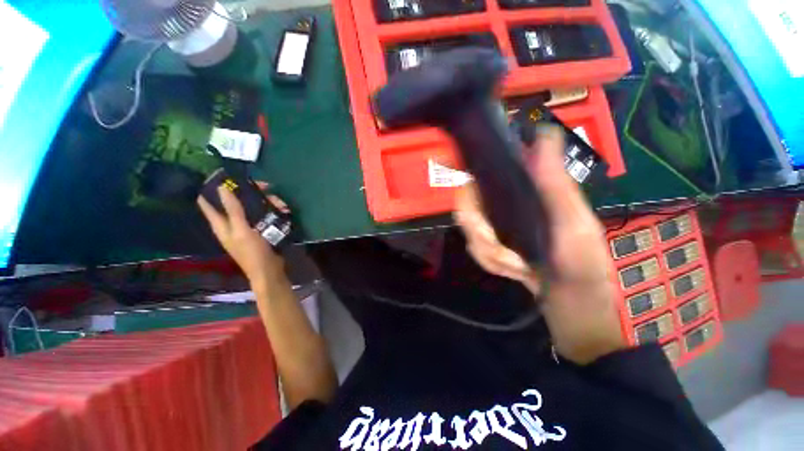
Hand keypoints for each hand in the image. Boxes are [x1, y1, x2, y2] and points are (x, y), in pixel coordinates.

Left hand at [197, 183, 290, 287]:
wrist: (269, 270)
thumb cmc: (252, 252)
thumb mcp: (242, 230)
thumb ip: (233, 210)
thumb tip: (222, 188)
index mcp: (221, 223)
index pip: (208, 201)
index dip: (212, 187)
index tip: (226, 175)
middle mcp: (232, 223)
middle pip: (237, 200)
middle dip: (250, 192)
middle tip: (267, 187)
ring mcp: (248, 226)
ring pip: (254, 206)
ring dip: (267, 202)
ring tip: (282, 204)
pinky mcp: (261, 230)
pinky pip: (265, 215)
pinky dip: (274, 211)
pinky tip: (285, 212)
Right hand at [455, 125, 623, 362]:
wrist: (571, 299)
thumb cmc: (581, 260)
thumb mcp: (575, 222)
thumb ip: (556, 185)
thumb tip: (545, 134)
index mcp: (523, 190)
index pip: (486, 170)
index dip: (465, 164)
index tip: (446, 163)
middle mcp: (504, 203)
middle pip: (466, 206)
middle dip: (481, 235)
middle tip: (507, 256)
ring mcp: (493, 224)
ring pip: (469, 233)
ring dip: (491, 255)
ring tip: (518, 265)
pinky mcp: (489, 244)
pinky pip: (475, 250)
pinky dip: (492, 263)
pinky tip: (514, 269)